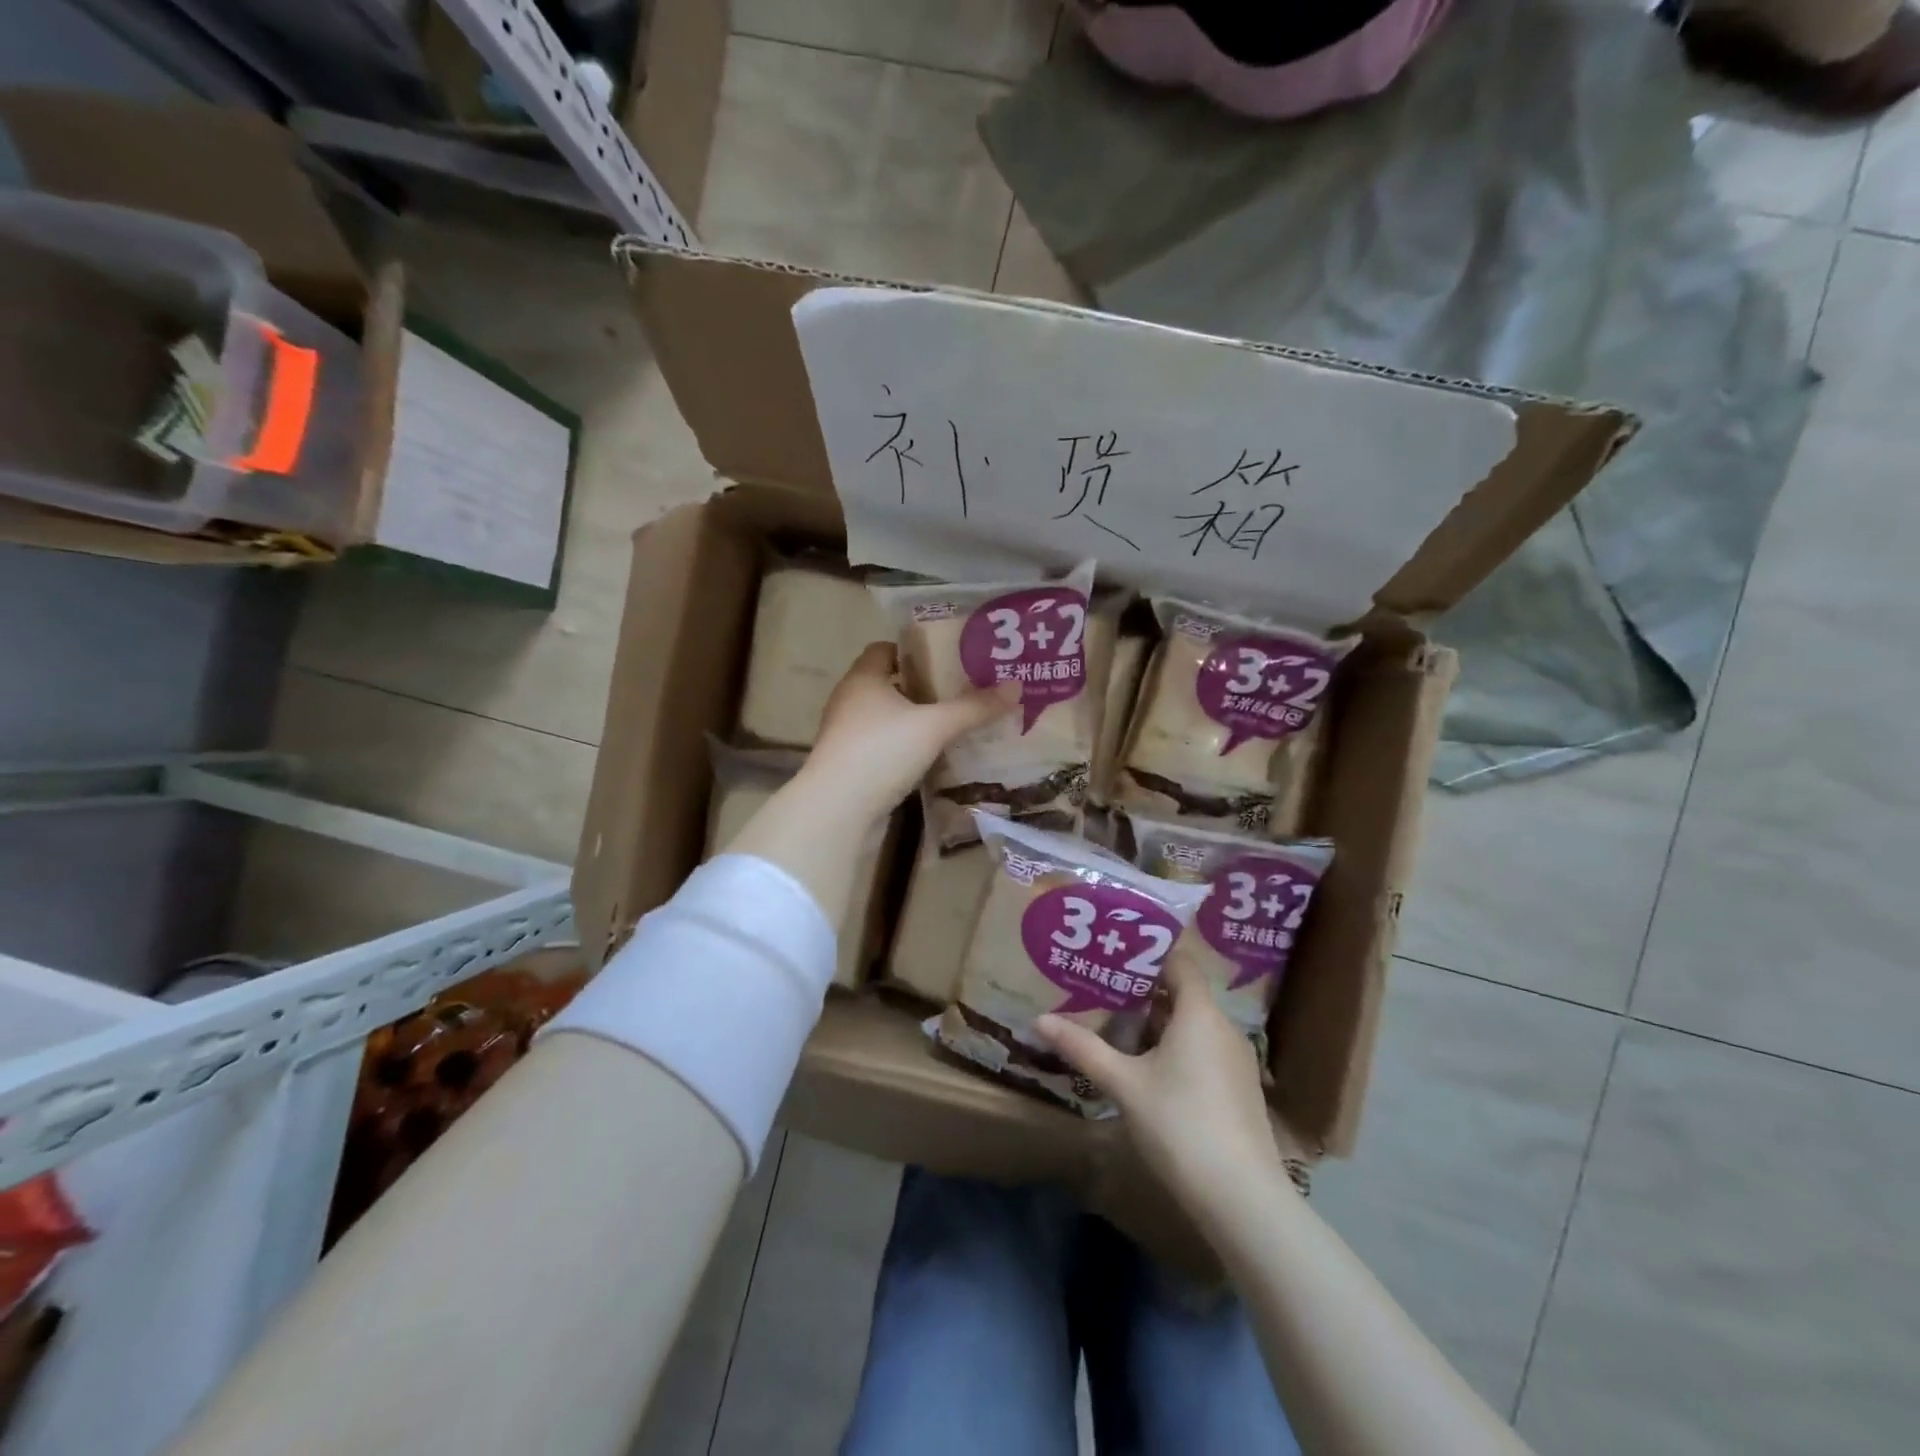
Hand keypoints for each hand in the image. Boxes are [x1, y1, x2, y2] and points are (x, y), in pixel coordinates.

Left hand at [804, 643, 1016, 819]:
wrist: (838, 810)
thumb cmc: (881, 751)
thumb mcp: (935, 726)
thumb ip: (974, 707)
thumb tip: (1016, 686)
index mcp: (863, 678)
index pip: (885, 649)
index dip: (914, 650)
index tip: (948, 658)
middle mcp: (850, 701)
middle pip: (888, 683)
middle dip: (922, 687)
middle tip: (961, 691)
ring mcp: (847, 735)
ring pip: (886, 718)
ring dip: (914, 720)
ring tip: (953, 724)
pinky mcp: (851, 765)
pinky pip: (884, 746)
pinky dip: (905, 747)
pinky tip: (933, 757)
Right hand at [1034, 947, 1289, 1226]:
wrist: (1242, 1199)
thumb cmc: (1179, 1124)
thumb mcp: (1123, 1084)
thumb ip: (1083, 1048)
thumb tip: (1040, 1020)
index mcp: (1200, 1013)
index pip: (1180, 962)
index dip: (1148, 954)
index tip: (1114, 952)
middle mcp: (1224, 1027)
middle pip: (1184, 994)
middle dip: (1144, 992)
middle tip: (1103, 989)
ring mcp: (1236, 1060)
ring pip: (1193, 1025)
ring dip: (1159, 1023)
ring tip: (1118, 1027)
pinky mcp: (1239, 1089)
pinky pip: (1204, 1050)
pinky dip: (1177, 1048)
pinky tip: (1149, 1069)